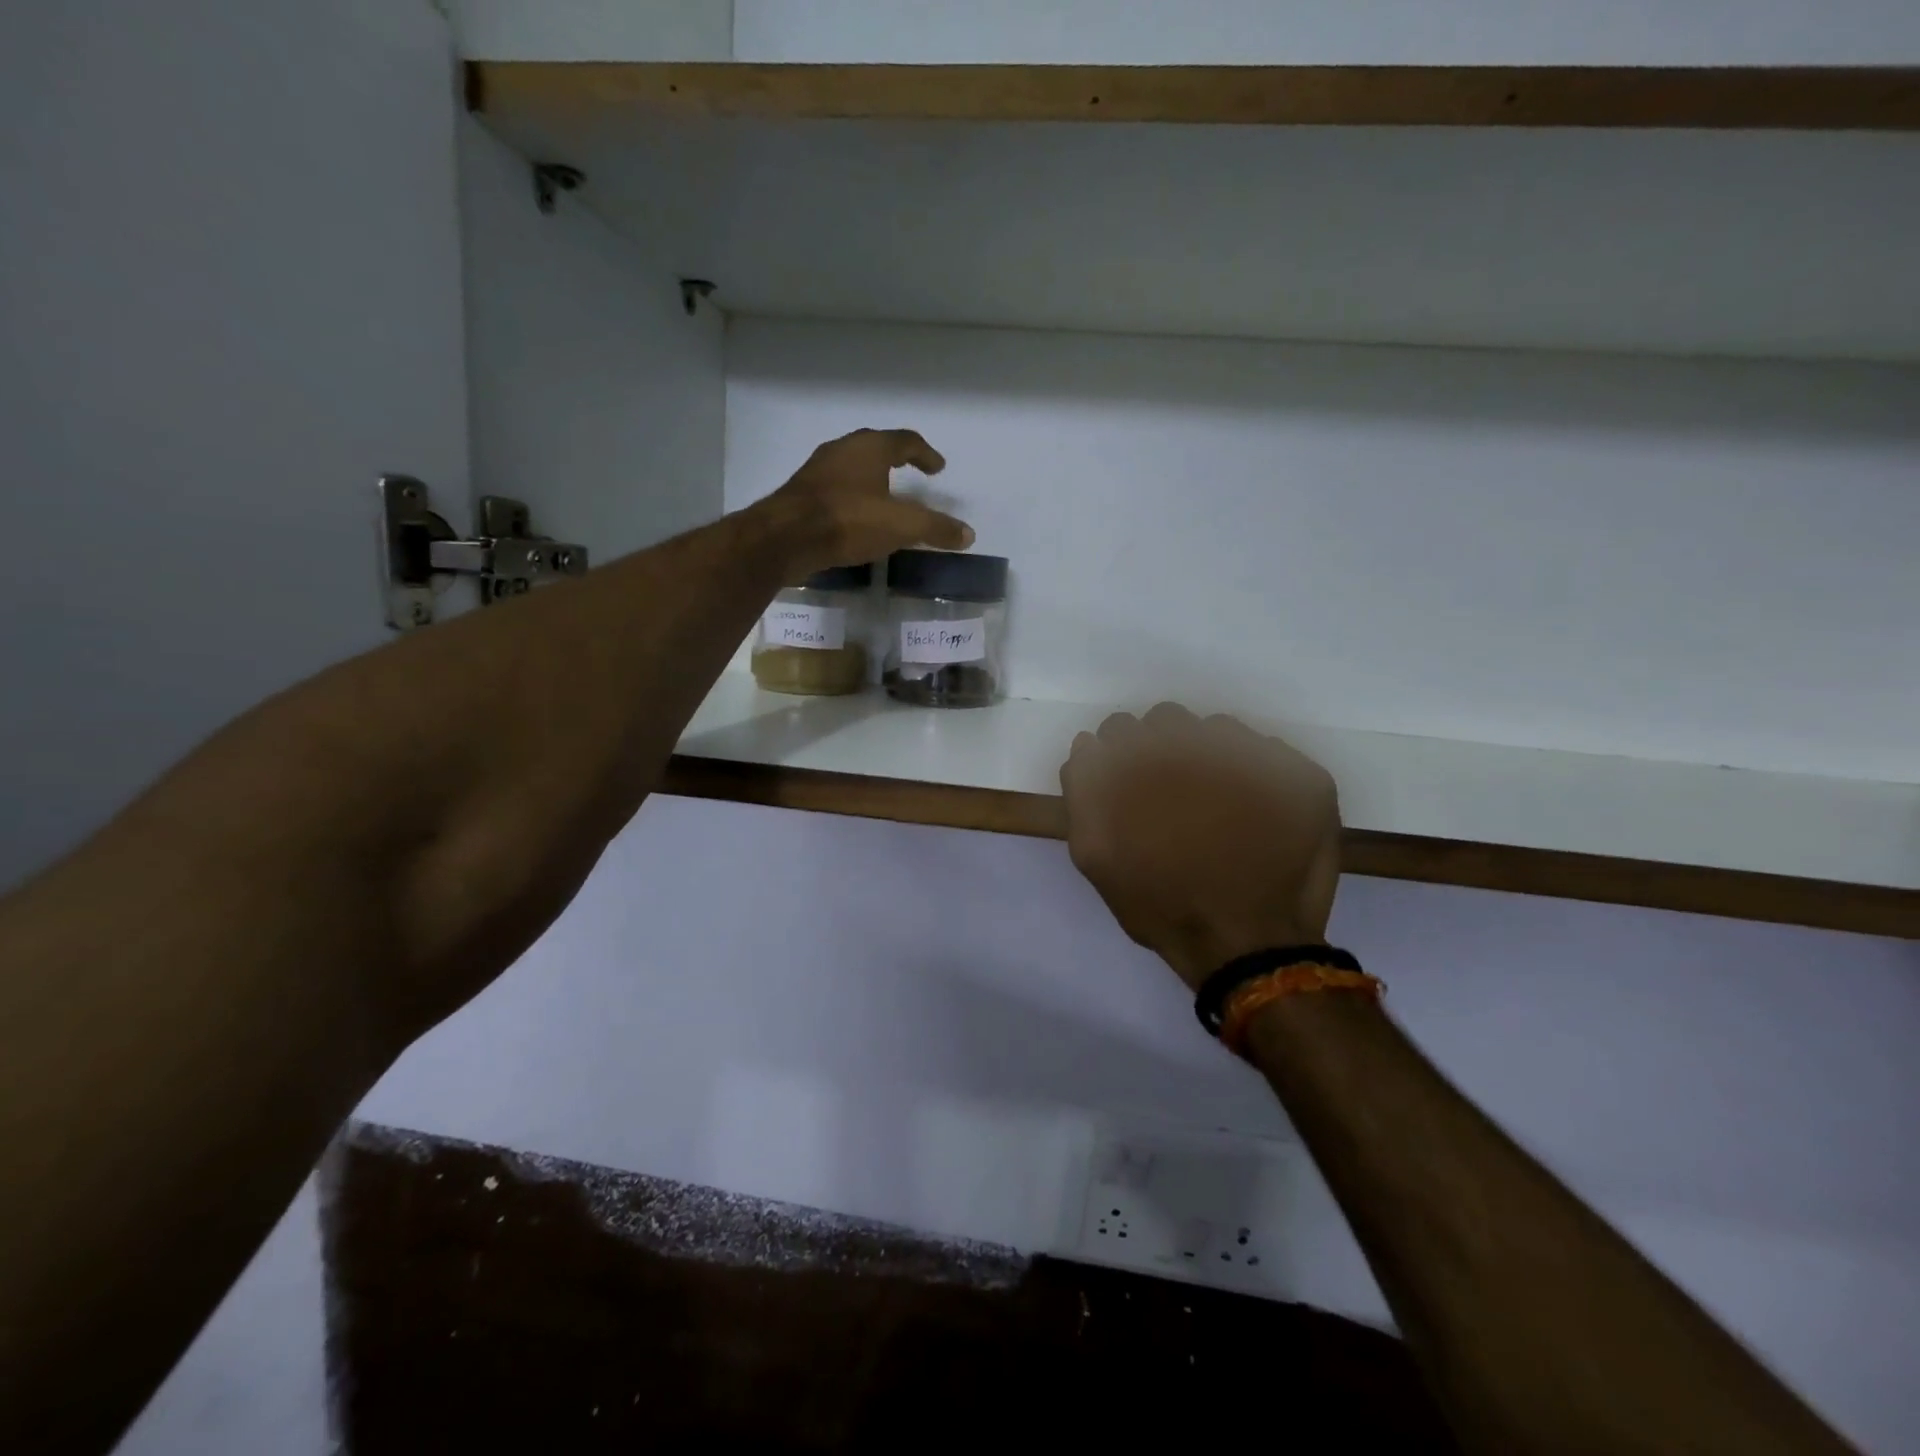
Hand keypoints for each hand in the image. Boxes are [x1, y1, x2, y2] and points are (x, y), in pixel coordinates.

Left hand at [759, 428, 972, 579]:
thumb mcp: (901, 526)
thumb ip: (935, 528)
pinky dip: (852, 497)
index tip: (938, 468)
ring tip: (885, 497)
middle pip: (876, 447)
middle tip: (911, 472)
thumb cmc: (848, 521)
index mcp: (870, 447)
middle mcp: (842, 449)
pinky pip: (835, 489)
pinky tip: (855, 517)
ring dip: (871, 478)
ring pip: (852, 467)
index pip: (906, 441)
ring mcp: (818, 470)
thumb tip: (968, 535)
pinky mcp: (801, 494)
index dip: (925, 454)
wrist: (785, 538)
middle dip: (896, 459)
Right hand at [1060, 703, 1341, 989]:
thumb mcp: (1094, 856)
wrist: (1245, 947)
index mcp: (1142, 763)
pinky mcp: (1300, 775)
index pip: (1116, 731)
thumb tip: (1091, 748)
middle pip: (1164, 720)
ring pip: (1216, 730)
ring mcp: (1253, 756)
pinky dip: (1255, 775)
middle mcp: (1194, 746)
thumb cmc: (1162, 906)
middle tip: (1171, 798)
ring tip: (1215, 808)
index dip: (1119, 760)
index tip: (1130, 790)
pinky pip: (1267, 752)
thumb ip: (1084, 793)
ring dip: (1207, 757)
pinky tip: (1254, 815)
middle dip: (1161, 751)